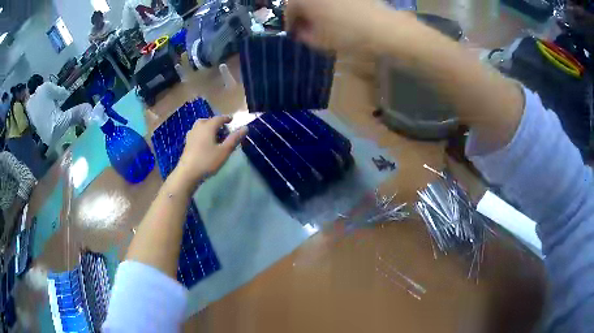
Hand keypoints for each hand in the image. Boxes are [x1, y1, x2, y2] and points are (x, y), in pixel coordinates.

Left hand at [174, 116, 246, 185]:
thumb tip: (245, 127)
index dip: (226, 119)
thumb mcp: (224, 151)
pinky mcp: (187, 143)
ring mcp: (191, 135)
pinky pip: (197, 133)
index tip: (232, 120)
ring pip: (201, 126)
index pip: (219, 118)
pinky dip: (202, 134)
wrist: (187, 173)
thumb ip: (234, 139)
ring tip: (214, 135)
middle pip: (208, 120)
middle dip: (216, 123)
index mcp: (208, 126)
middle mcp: (198, 127)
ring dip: (208, 127)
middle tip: (223, 130)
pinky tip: (205, 143)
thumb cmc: (207, 161)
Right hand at [285, 0, 393, 51]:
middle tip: (307, 27)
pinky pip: (333, 0)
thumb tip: (300, 31)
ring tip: (322, 21)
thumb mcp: (319, 40)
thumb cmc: (347, 34)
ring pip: (318, 0)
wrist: (382, 27)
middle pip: (303, 1)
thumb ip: (303, 35)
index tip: (293, 33)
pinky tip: (337, 14)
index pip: (289, 9)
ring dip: (316, 8)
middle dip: (302, 13)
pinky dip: (331, 5)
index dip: (290, 22)